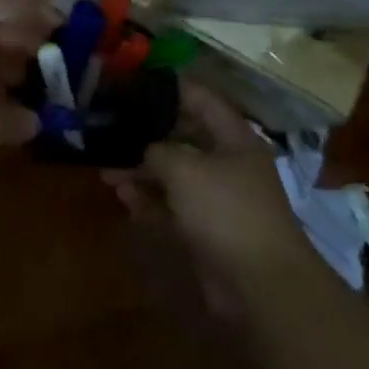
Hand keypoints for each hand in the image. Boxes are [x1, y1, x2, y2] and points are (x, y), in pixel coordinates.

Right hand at [104, 85, 311, 297]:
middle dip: (146, 136)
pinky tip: (124, 198)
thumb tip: (144, 151)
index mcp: (234, 138)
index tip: (133, 82)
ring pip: (174, 176)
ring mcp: (218, 200)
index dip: (169, 87)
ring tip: (107, 170)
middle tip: (111, 130)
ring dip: (142, 173)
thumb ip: (157, 150)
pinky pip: (172, 208)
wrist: (261, 286)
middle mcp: (228, 164)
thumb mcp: (184, 168)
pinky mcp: (207, 232)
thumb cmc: (226, 211)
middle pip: (182, 138)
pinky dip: (150, 202)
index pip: (200, 98)